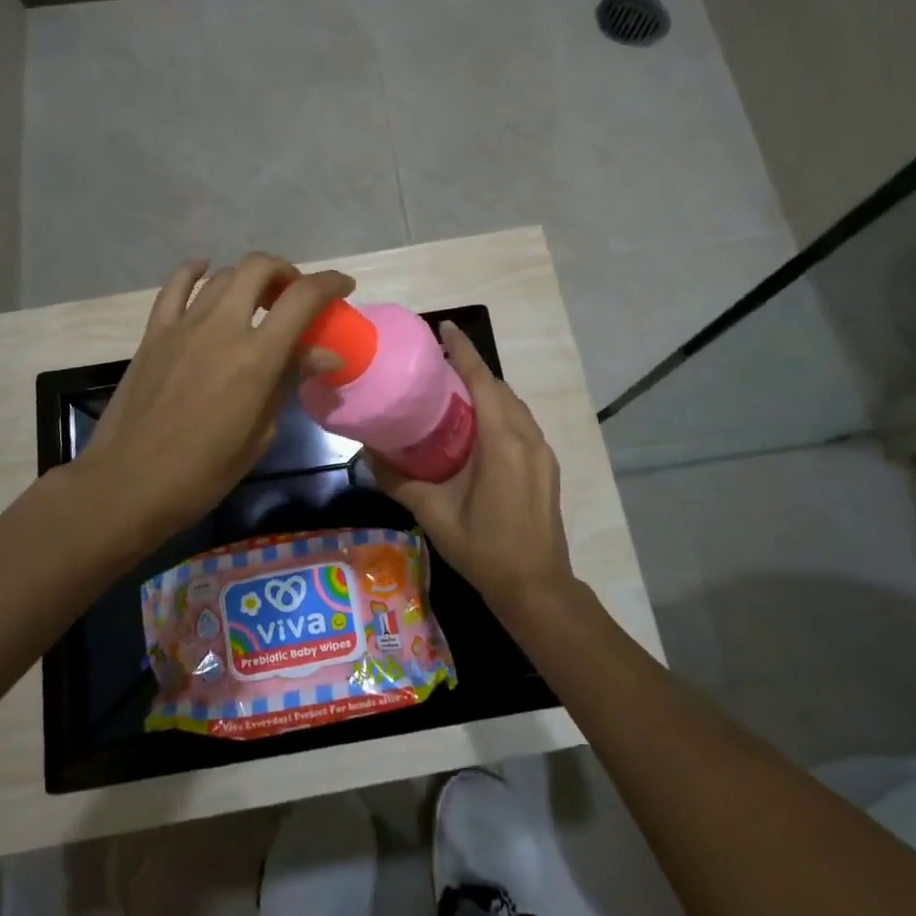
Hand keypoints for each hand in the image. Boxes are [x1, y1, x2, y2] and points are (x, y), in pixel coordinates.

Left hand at [74, 253, 355, 543]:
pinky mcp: (154, 333)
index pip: (302, 298)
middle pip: (260, 268)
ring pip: (223, 275)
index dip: (329, 284)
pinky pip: (176, 286)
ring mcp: (183, 325)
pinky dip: (195, 271)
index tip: (344, 286)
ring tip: (258, 300)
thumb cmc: (203, 472)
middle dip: (287, 273)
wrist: (128, 484)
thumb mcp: (260, 433)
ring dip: (250, 279)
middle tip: (295, 296)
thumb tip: (322, 356)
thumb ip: (288, 382)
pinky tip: (205, 271)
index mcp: (256, 358)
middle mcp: (222, 327)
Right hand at [370, 322, 576, 616]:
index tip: (445, 328)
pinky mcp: (547, 467)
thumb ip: (399, 481)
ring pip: (514, 407)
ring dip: (488, 392)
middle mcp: (527, 438)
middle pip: (500, 389)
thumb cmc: (484, 548)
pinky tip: (478, 427)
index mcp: (502, 442)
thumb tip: (369, 456)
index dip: (464, 352)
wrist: (536, 587)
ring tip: (455, 391)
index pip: (483, 382)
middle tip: (438, 364)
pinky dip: (500, 412)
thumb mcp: (434, 513)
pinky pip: (521, 425)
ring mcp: (542, 453)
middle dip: (473, 370)